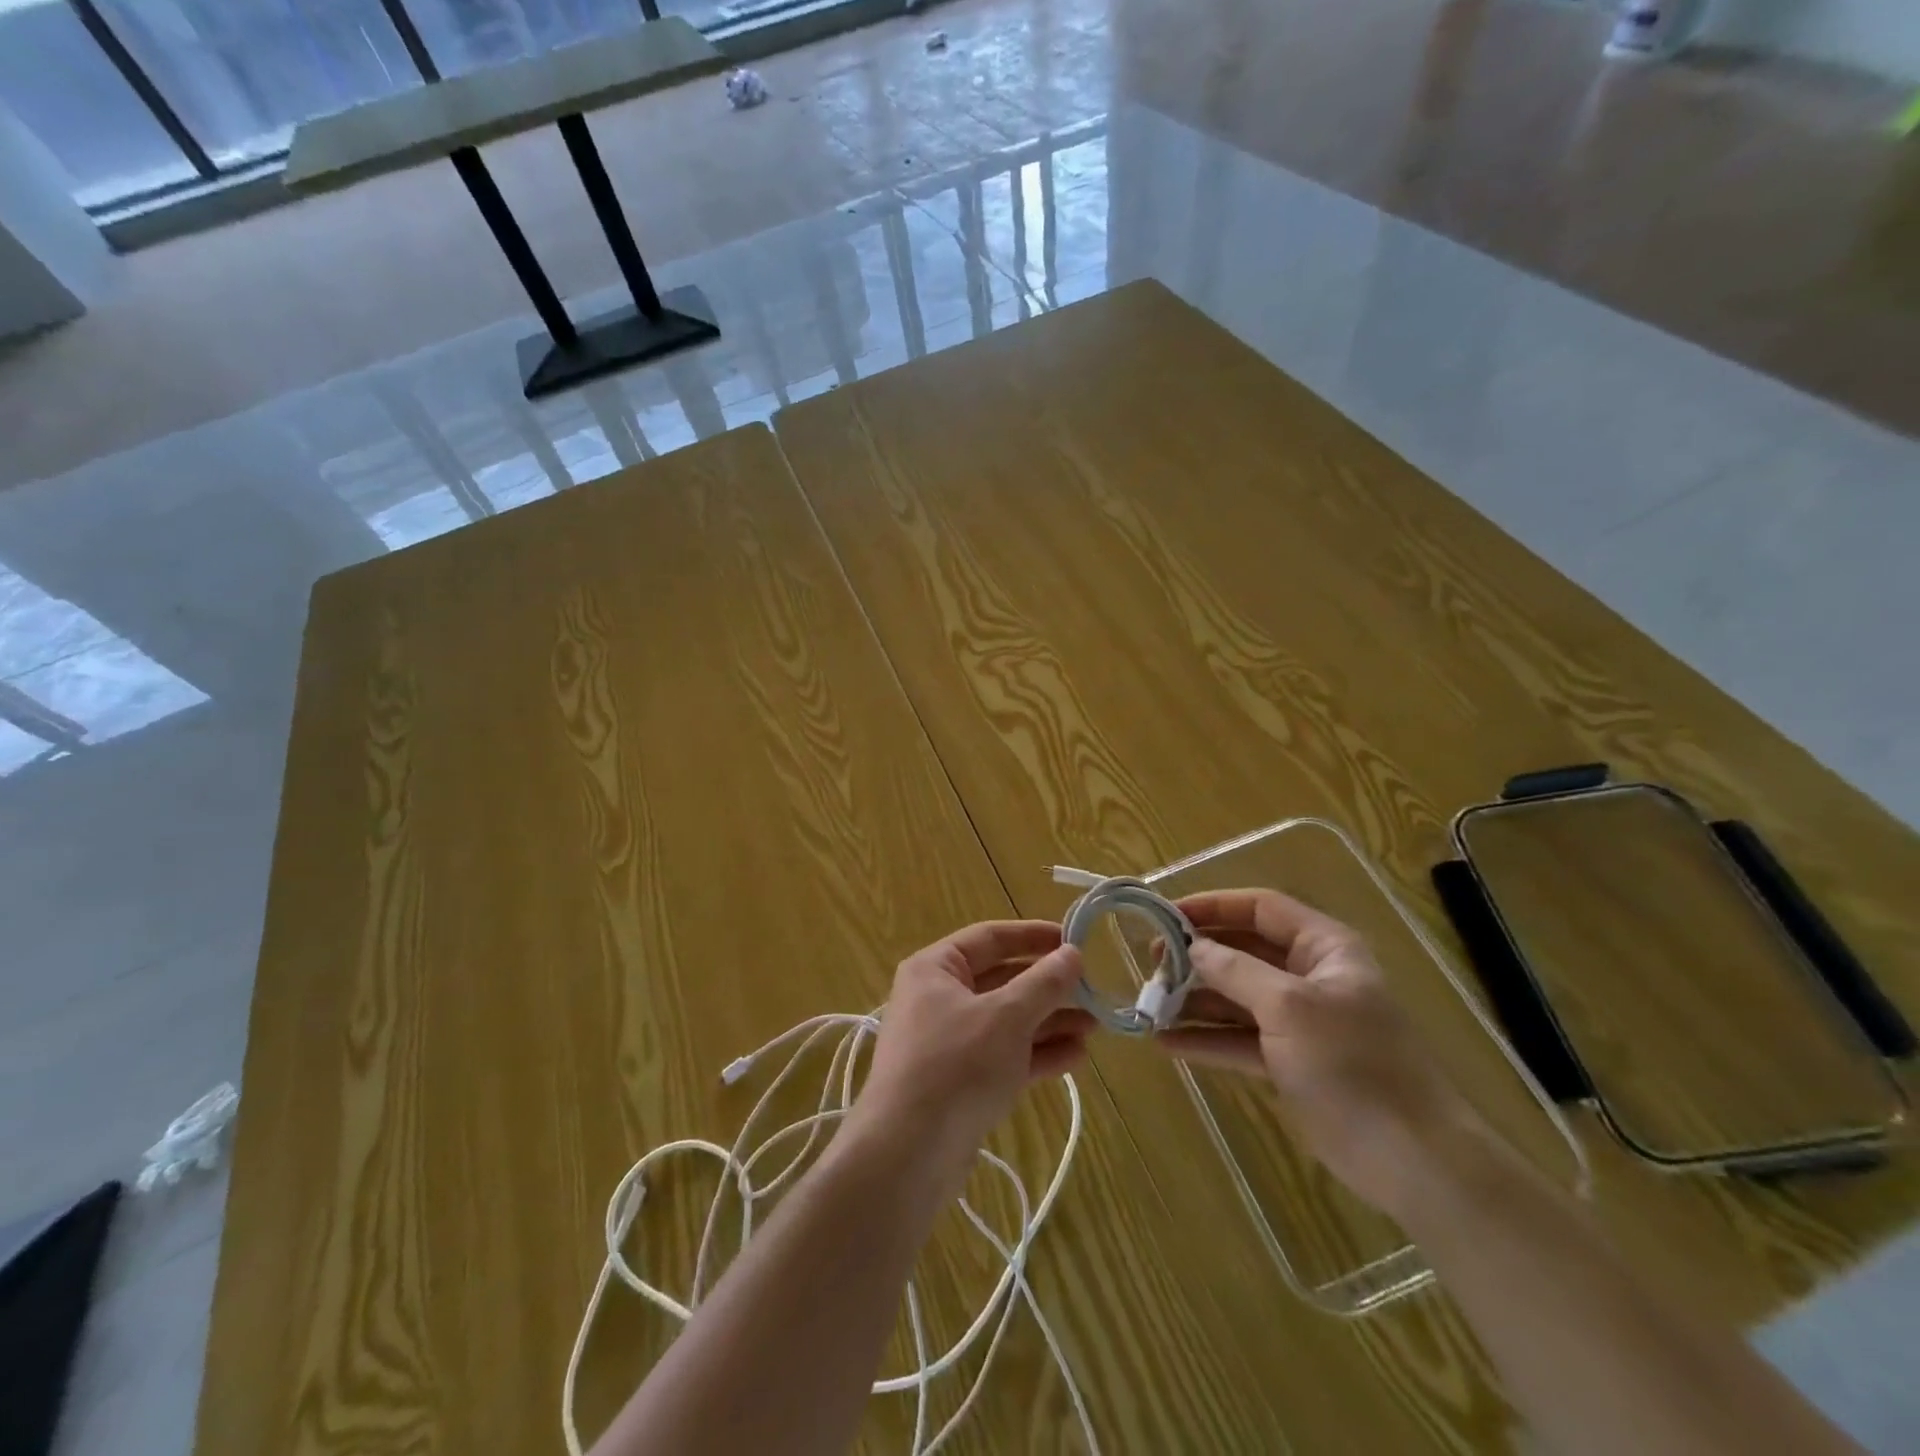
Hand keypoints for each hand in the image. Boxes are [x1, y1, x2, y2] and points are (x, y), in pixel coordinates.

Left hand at [848, 921, 1094, 1195]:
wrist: (907, 1155)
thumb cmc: (956, 1065)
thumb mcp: (1006, 1017)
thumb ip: (1043, 983)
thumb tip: (1072, 954)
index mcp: (935, 969)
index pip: (990, 937)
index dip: (1033, 936)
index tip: (1074, 940)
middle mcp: (938, 999)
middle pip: (1001, 980)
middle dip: (1048, 987)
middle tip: (1093, 990)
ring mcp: (949, 1043)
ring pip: (1007, 1021)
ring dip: (1049, 1022)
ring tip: (1095, 1026)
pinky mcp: (961, 1082)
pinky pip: (1005, 1056)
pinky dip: (1037, 1054)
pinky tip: (1076, 1057)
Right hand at [1156, 888, 1479, 1215]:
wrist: (1412, 1160)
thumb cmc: (1353, 1064)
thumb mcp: (1289, 1007)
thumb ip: (1236, 970)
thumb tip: (1193, 946)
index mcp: (1323, 948)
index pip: (1261, 907)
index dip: (1213, 905)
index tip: (1166, 915)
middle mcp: (1309, 976)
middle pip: (1244, 951)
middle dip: (1198, 954)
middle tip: (1151, 960)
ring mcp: (1299, 1021)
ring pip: (1237, 996)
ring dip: (1195, 999)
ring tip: (1149, 1001)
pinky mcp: (1290, 1062)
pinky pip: (1239, 1039)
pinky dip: (1206, 1039)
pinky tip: (1166, 1042)